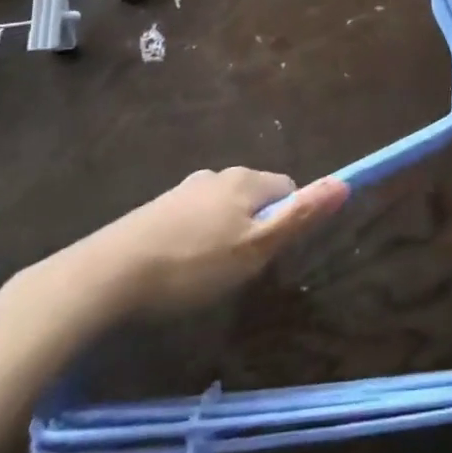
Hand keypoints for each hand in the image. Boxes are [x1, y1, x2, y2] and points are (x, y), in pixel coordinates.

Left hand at [26, 168, 348, 334]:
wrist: (107, 274)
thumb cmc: (192, 265)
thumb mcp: (255, 249)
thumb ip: (300, 216)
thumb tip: (344, 182)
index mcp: (245, 180)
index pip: (287, 188)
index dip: (286, 221)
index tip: (267, 256)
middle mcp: (216, 175)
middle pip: (254, 197)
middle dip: (254, 229)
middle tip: (238, 270)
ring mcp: (183, 191)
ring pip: (221, 210)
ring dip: (222, 236)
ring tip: (204, 277)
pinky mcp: (155, 210)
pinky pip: (192, 220)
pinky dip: (194, 241)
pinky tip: (177, 271)